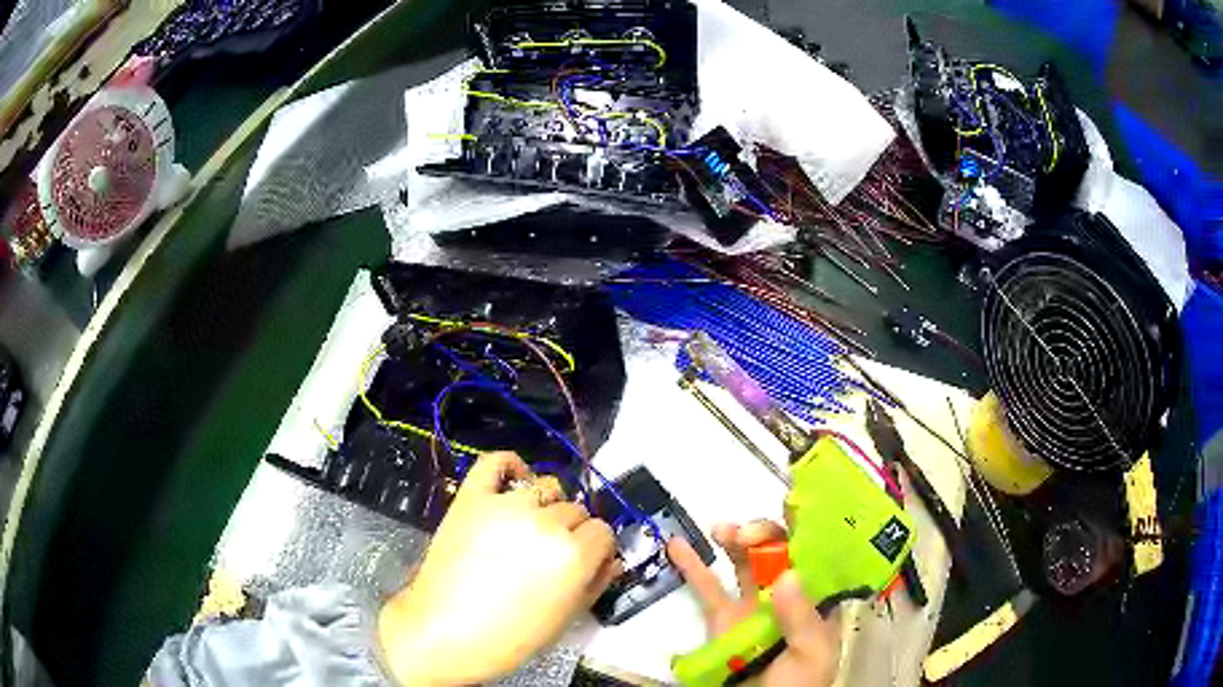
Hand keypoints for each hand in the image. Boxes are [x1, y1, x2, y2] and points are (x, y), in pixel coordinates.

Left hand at [378, 452, 621, 685]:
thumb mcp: (565, 619)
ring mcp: (506, 505)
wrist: (443, 632)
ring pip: (545, 487)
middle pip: (576, 509)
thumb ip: (596, 584)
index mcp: (574, 554)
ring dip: (545, 505)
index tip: (583, 563)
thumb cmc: (511, 638)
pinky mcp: (472, 497)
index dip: (596, 549)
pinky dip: (510, 465)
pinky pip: (496, 462)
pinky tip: (514, 480)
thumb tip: (612, 560)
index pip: (603, 531)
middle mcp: (546, 522)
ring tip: (528, 529)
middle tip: (548, 555)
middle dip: (571, 531)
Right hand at [668, 522, 840, 686]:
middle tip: (747, 533)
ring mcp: (750, 607)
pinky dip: (691, 567)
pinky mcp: (721, 621)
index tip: (791, 505)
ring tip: (723, 530)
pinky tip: (677, 544)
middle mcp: (784, 597)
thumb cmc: (798, 685)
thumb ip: (801, 620)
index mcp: (814, 601)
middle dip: (764, 533)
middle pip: (777, 554)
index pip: (814, 557)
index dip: (805, 528)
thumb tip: (786, 576)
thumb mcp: (812, 655)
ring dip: (734, 540)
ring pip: (743, 564)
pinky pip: (706, 590)